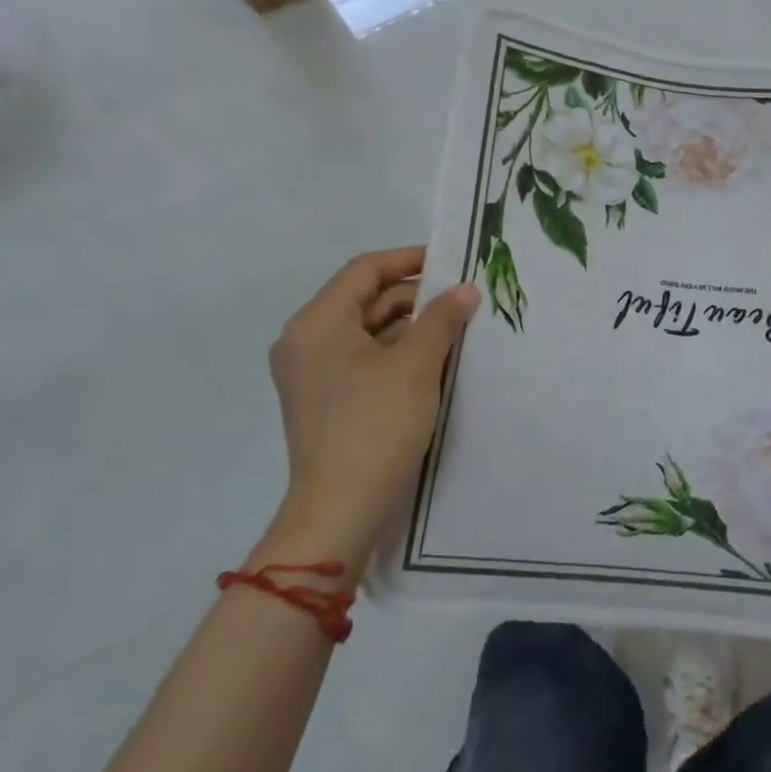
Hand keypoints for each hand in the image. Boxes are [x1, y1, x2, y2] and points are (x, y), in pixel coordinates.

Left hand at [256, 247, 479, 577]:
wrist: (340, 511)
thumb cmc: (376, 427)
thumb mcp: (417, 366)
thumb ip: (442, 319)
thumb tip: (465, 289)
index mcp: (318, 322)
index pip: (366, 270)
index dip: (410, 260)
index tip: (452, 264)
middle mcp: (306, 340)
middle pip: (366, 299)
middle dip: (416, 298)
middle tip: (463, 301)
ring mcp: (312, 373)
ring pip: (368, 331)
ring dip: (411, 327)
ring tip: (456, 330)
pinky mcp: (324, 399)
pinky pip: (363, 359)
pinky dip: (396, 353)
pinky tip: (434, 362)